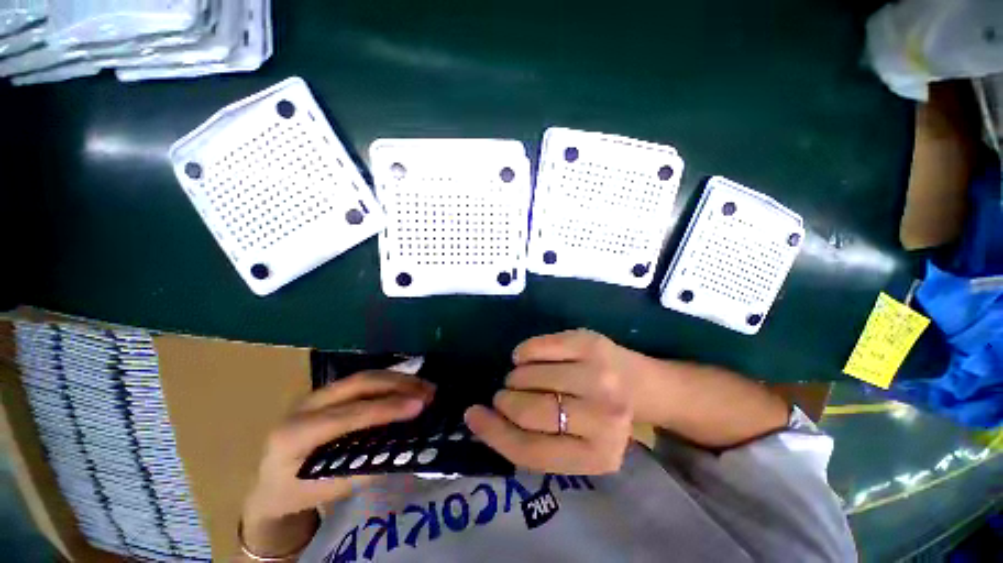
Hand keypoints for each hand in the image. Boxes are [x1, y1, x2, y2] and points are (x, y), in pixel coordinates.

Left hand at [243, 371, 433, 523]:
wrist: (267, 484)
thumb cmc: (294, 493)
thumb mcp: (326, 491)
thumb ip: (364, 470)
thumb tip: (404, 449)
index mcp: (295, 434)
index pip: (349, 414)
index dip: (387, 408)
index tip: (419, 406)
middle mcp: (305, 405)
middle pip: (358, 383)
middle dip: (398, 384)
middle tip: (428, 391)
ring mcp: (316, 394)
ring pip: (363, 377)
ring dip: (397, 379)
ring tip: (424, 386)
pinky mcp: (328, 392)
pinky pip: (363, 381)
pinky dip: (389, 382)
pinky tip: (407, 386)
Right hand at [464, 330, 635, 474]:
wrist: (641, 385)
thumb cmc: (600, 418)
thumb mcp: (575, 445)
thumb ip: (534, 441)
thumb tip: (480, 418)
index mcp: (597, 456)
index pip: (531, 451)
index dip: (494, 433)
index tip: (472, 415)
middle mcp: (603, 418)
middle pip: (529, 412)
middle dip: (506, 402)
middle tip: (504, 396)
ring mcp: (598, 375)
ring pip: (530, 376)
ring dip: (514, 378)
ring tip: (519, 379)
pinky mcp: (590, 343)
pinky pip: (538, 346)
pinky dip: (523, 353)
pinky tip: (526, 358)